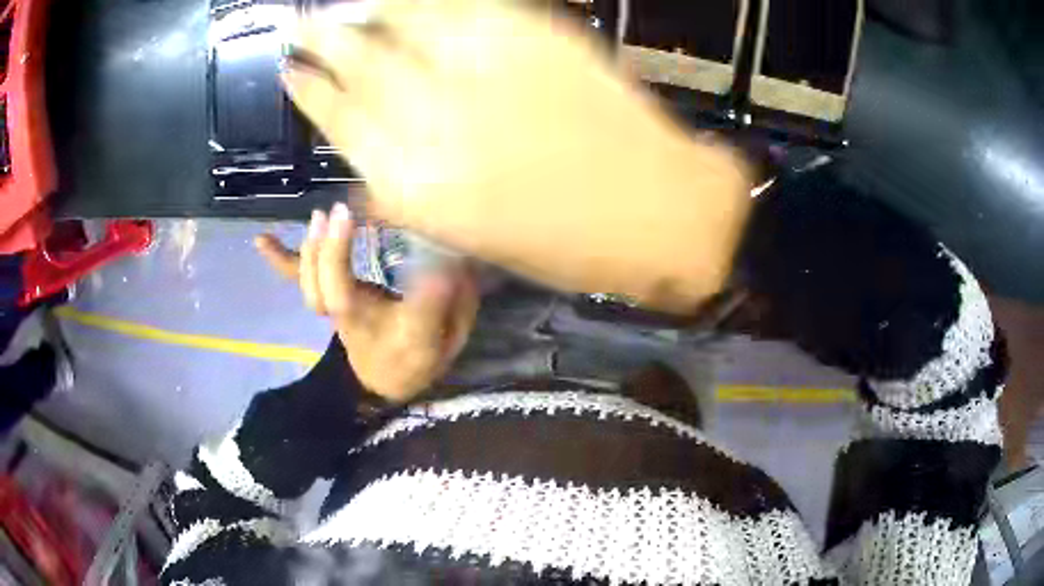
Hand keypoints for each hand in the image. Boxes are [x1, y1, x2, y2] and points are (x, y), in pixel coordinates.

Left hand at [255, 203, 478, 403]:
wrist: (385, 382)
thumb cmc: (414, 358)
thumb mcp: (443, 340)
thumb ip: (452, 305)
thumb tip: (452, 264)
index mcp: (378, 327)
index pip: (367, 302)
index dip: (365, 270)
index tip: (369, 227)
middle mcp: (348, 317)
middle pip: (328, 291)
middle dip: (330, 251)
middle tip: (341, 212)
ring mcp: (333, 309)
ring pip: (310, 287)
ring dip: (311, 250)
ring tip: (319, 216)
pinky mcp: (326, 298)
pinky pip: (298, 280)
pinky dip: (279, 260)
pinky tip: (260, 239)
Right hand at [283, 1, 751, 314]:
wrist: (654, 208)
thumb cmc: (563, 242)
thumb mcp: (468, 232)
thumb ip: (407, 186)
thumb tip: (366, 157)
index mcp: (415, 182)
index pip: (339, 119)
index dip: (310, 91)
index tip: (291, 72)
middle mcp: (434, 118)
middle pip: (358, 62)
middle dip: (322, 40)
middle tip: (300, 25)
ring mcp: (483, 66)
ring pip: (400, 22)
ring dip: (363, 10)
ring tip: (339, 7)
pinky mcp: (529, 35)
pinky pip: (457, 5)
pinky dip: (421, 1)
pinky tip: (402, 1)